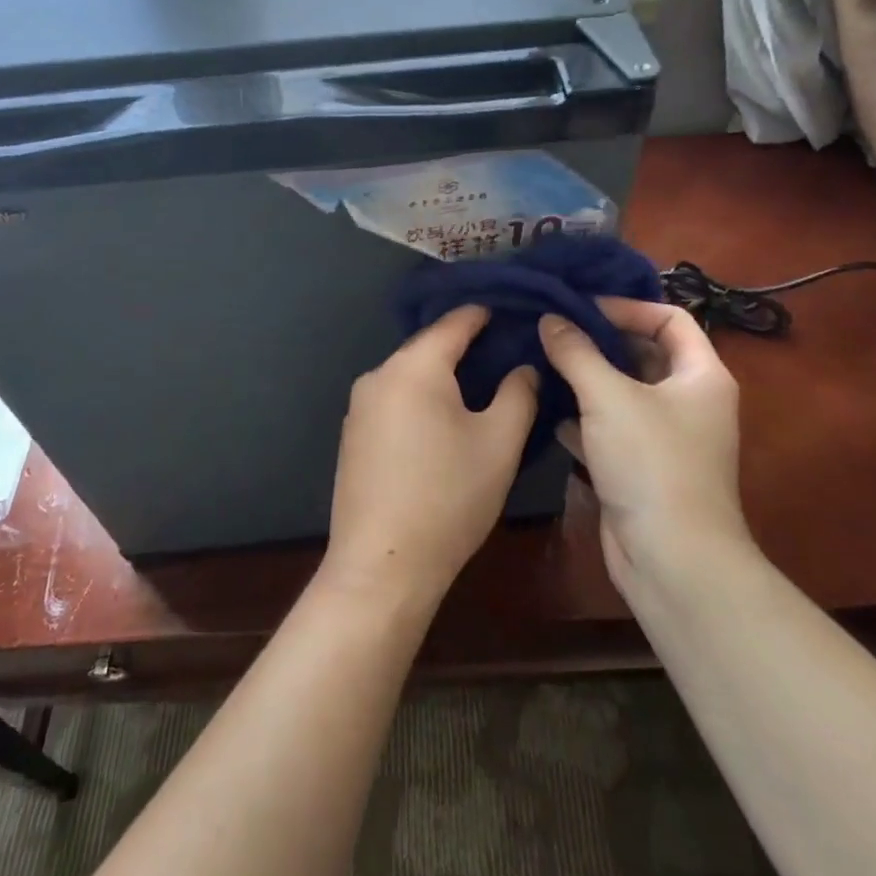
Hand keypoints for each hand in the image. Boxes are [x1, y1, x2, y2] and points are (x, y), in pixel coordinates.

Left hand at [324, 306, 537, 607]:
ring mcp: (359, 406)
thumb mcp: (499, 444)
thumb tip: (522, 367)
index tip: (512, 311)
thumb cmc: (448, 497)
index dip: (484, 314)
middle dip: (465, 347)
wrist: (382, 565)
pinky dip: (421, 400)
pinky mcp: (353, 435)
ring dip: (443, 376)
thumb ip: (518, 394)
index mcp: (413, 367)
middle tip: (505, 353)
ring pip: (410, 376)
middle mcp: (378, 375)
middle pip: (428, 348)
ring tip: (481, 386)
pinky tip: (443, 421)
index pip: (454, 323)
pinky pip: (394, 400)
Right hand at [538, 299, 747, 586]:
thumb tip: (550, 319)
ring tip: (542, 361)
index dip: (628, 307)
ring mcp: (666, 438)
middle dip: (599, 341)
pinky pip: (610, 429)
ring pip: (623, 393)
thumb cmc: (651, 463)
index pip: (670, 318)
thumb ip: (576, 352)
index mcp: (701, 375)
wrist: (672, 560)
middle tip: (552, 329)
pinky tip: (548, 411)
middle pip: (644, 354)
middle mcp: (689, 401)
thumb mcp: (608, 396)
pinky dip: (582, 418)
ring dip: (586, 378)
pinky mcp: (641, 468)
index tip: (581, 308)